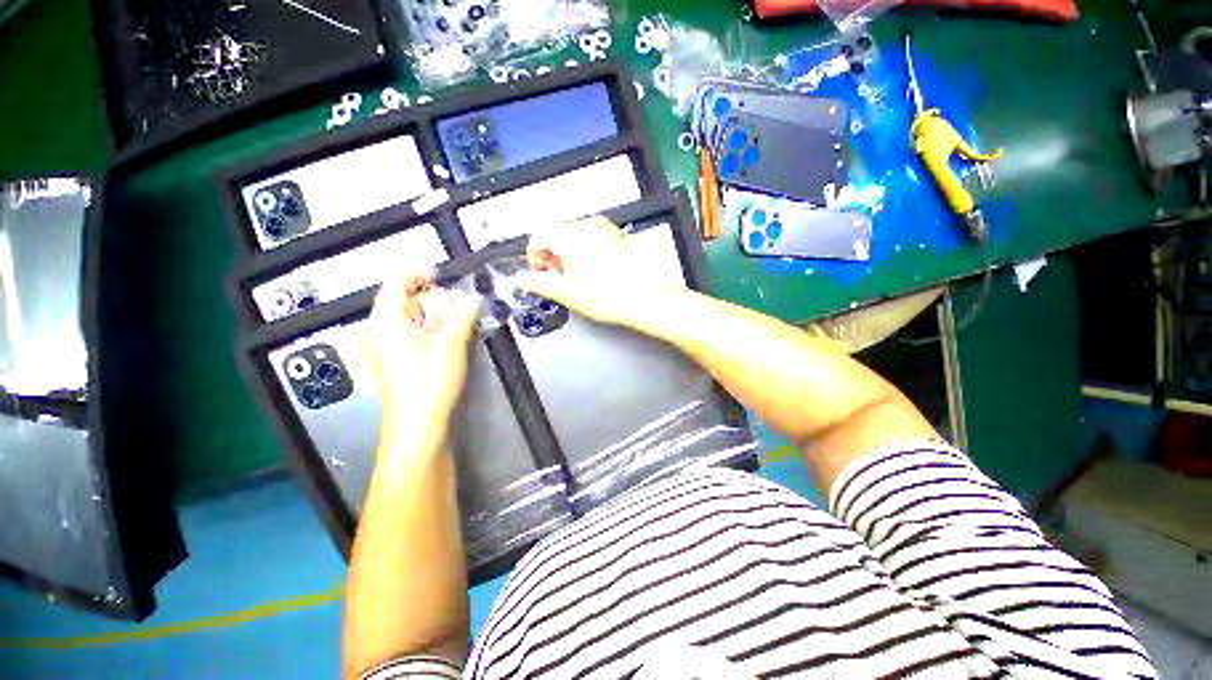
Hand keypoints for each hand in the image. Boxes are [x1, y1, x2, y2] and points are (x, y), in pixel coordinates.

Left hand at [365, 271, 479, 432]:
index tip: (442, 273)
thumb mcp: (451, 344)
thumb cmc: (429, 380)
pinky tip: (447, 336)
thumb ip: (462, 316)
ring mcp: (384, 348)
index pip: (395, 283)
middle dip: (432, 296)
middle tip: (458, 300)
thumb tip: (473, 299)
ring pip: (407, 319)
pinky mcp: (394, 362)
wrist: (418, 423)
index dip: (418, 273)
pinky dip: (428, 328)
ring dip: (432, 313)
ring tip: (457, 316)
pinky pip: (408, 334)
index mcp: (385, 321)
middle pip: (402, 301)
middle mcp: (378, 331)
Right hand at [523, 216, 672, 325]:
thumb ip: (539, 283)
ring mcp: (605, 231)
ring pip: (575, 237)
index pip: (538, 237)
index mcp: (570, 237)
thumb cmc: (612, 295)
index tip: (538, 272)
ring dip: (569, 255)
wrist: (644, 299)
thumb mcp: (566, 293)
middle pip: (556, 235)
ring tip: (577, 278)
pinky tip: (593, 273)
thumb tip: (526, 280)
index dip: (533, 258)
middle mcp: (587, 227)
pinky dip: (586, 253)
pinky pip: (593, 240)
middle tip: (556, 278)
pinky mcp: (617, 238)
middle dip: (552, 257)